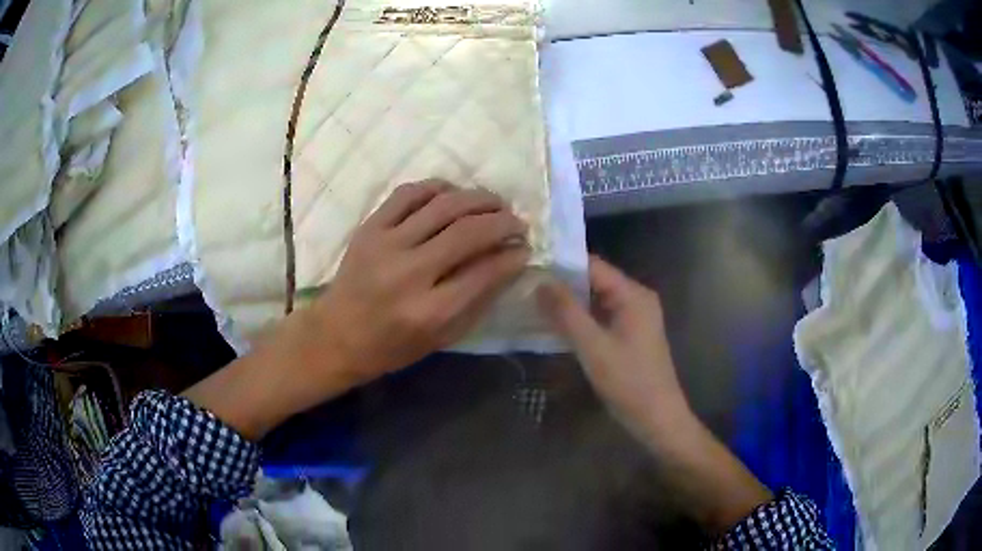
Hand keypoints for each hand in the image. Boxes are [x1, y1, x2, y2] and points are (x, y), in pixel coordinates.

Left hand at [311, 181, 529, 383]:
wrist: (336, 335)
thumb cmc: (392, 346)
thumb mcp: (442, 338)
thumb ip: (478, 300)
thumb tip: (510, 261)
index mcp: (430, 312)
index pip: (485, 271)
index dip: (513, 255)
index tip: (525, 247)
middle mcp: (409, 274)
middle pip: (468, 232)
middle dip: (503, 221)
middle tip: (517, 222)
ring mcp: (385, 245)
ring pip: (443, 205)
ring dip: (478, 198)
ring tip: (494, 202)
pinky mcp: (369, 228)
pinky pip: (408, 194)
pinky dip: (437, 187)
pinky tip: (453, 193)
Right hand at [537, 256, 771, 533]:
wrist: (657, 418)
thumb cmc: (629, 382)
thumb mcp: (594, 347)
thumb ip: (567, 313)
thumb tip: (540, 281)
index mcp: (633, 294)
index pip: (592, 265)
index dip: (560, 264)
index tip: (528, 267)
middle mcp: (636, 298)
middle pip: (593, 281)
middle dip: (561, 284)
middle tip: (524, 286)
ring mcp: (633, 317)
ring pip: (594, 300)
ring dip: (568, 303)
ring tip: (531, 302)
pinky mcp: (628, 335)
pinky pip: (599, 317)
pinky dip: (579, 319)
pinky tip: (553, 324)